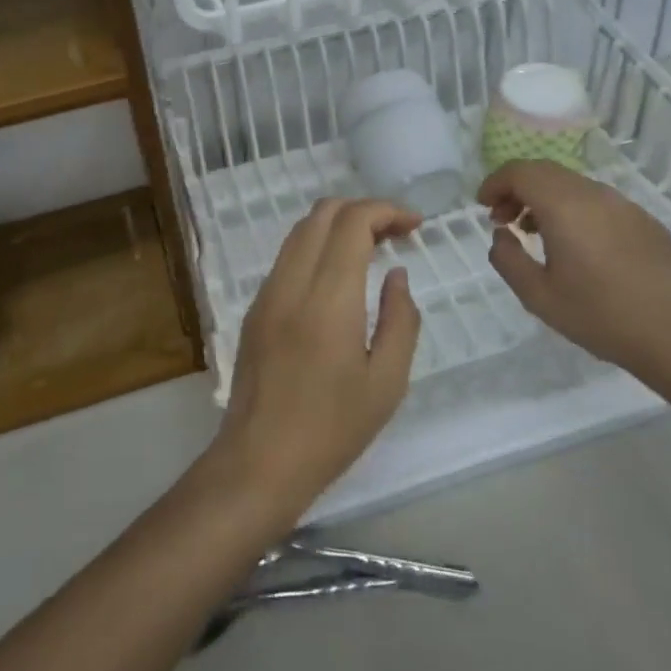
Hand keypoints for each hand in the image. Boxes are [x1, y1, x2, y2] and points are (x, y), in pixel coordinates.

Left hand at [210, 199, 422, 520]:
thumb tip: (396, 274)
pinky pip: (288, 255)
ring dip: (338, 224)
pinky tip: (338, 276)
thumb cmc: (332, 429)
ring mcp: (267, 291)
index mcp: (328, 298)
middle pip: (323, 212)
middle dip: (364, 210)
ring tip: (372, 248)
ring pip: (301, 229)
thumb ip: (401, 320)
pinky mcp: (255, 307)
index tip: (416, 225)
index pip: (353, 221)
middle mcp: (292, 281)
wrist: (259, 461)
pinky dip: (317, 245)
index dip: (386, 211)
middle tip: (397, 234)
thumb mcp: (386, 382)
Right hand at [478, 160, 670, 378]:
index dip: (495, 182)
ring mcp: (625, 205)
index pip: (520, 171)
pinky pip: (600, 203)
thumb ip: (507, 259)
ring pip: (573, 185)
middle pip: (545, 172)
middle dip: (517, 189)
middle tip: (504, 220)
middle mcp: (594, 194)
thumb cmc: (599, 316)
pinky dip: (576, 210)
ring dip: (546, 199)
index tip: (483, 206)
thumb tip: (502, 235)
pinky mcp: (645, 221)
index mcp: (564, 206)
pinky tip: (579, 246)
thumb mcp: (537, 295)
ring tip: (537, 233)